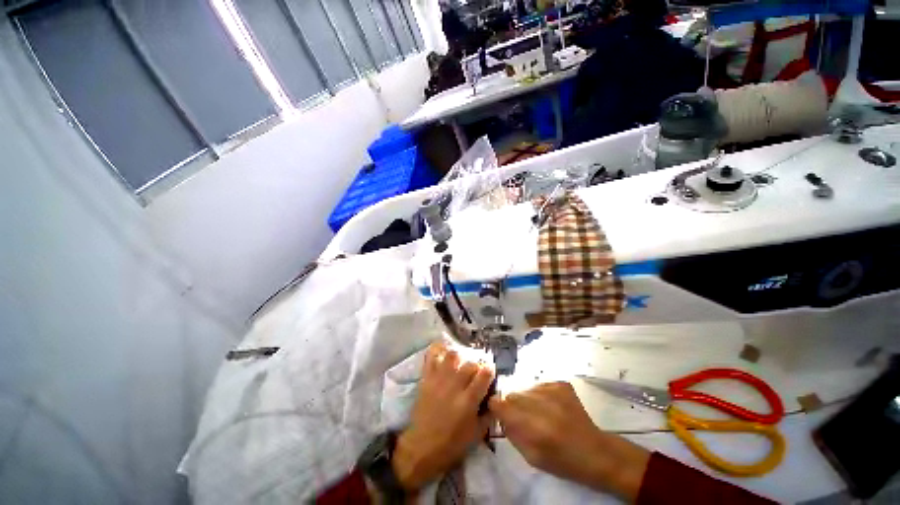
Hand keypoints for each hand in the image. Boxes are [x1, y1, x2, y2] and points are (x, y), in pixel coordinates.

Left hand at [392, 341, 494, 491]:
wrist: (422, 447)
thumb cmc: (452, 444)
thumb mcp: (477, 434)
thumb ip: (489, 413)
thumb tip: (495, 396)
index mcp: (469, 400)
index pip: (485, 374)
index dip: (489, 370)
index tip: (489, 373)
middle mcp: (455, 385)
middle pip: (470, 363)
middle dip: (476, 365)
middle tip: (476, 371)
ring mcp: (440, 379)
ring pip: (453, 355)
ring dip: (459, 357)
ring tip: (460, 363)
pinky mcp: (427, 378)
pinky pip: (432, 356)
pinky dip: (438, 350)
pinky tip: (443, 350)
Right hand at [488, 382, 649, 500]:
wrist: (595, 451)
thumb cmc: (562, 461)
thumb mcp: (531, 457)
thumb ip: (511, 433)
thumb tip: (499, 414)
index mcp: (533, 426)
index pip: (500, 404)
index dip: (497, 407)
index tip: (499, 413)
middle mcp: (541, 403)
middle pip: (512, 394)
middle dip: (513, 405)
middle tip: (524, 418)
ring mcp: (553, 390)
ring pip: (526, 388)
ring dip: (527, 399)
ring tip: (541, 413)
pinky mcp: (561, 383)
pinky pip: (539, 385)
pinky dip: (540, 395)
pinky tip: (552, 408)